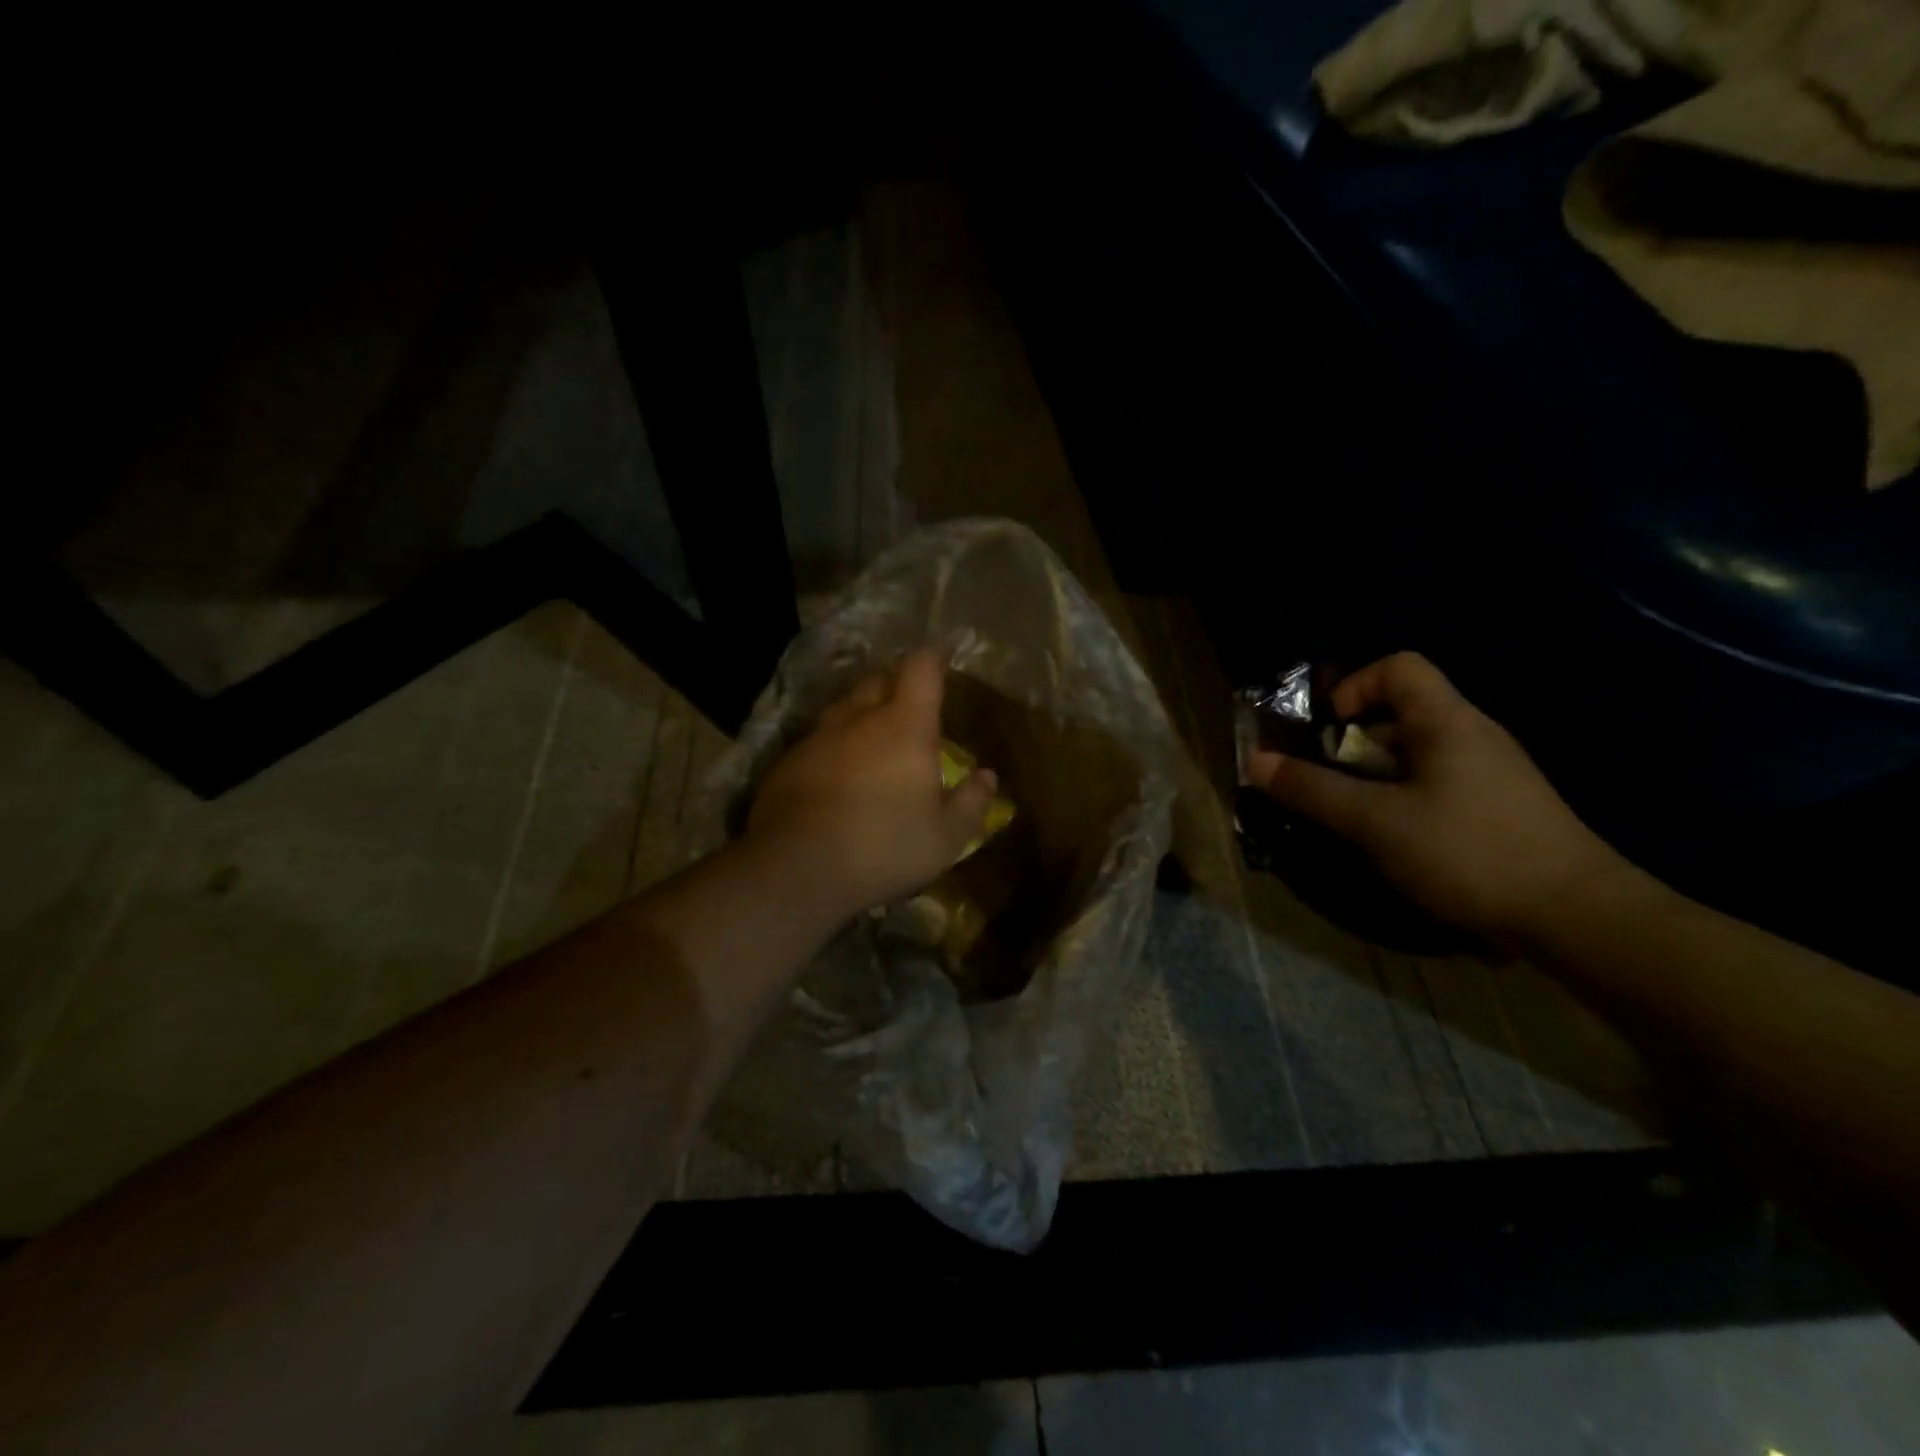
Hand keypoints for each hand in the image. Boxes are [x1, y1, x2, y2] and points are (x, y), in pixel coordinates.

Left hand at [746, 648, 998, 918]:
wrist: (796, 869)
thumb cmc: (883, 848)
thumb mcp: (944, 838)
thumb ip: (971, 803)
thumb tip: (987, 776)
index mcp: (905, 727)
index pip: (920, 669)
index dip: (933, 656)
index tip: (943, 653)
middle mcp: (859, 719)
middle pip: (879, 680)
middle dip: (897, 681)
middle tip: (911, 700)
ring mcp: (819, 737)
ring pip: (845, 708)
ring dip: (863, 711)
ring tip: (874, 733)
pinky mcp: (789, 760)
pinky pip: (819, 738)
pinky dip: (836, 744)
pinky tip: (838, 771)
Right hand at [1244, 652, 1626, 944]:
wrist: (1577, 916)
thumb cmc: (1468, 851)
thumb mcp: (1375, 822)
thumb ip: (1313, 790)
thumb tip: (1254, 761)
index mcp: (1448, 722)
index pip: (1399, 667)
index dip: (1355, 686)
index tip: (1331, 729)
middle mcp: (1474, 735)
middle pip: (1404, 710)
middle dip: (1356, 740)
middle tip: (1330, 778)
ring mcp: (1493, 772)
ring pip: (1420, 752)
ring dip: (1377, 774)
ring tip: (1356, 813)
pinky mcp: (1501, 807)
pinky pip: (1439, 781)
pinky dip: (1406, 796)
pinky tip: (1398, 838)